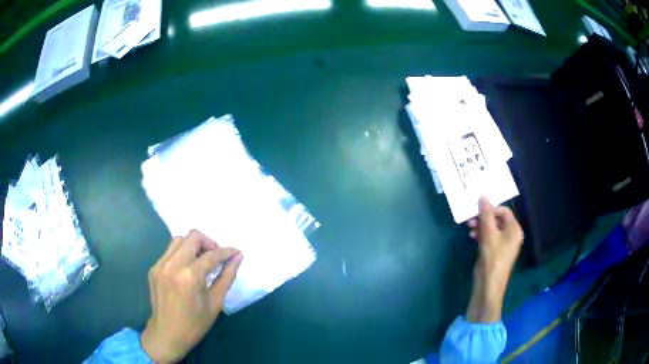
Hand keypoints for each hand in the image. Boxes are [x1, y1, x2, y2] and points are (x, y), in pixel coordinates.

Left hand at [140, 230, 242, 362]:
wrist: (167, 334)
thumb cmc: (195, 324)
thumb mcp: (215, 302)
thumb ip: (227, 277)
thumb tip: (238, 258)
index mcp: (189, 276)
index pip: (211, 255)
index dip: (226, 252)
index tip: (236, 252)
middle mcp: (172, 265)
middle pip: (192, 236)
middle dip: (208, 242)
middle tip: (216, 257)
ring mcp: (160, 265)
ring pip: (178, 240)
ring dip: (193, 245)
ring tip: (201, 260)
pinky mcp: (154, 268)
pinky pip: (169, 251)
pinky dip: (181, 254)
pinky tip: (187, 269)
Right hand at [466, 197, 522, 321]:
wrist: (489, 285)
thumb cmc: (492, 257)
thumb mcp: (488, 234)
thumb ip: (486, 214)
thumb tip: (483, 196)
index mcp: (514, 229)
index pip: (504, 211)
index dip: (491, 209)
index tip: (477, 211)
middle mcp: (511, 235)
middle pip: (497, 219)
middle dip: (483, 218)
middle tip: (470, 220)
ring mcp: (504, 244)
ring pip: (492, 229)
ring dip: (481, 226)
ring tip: (469, 229)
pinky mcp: (496, 252)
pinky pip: (490, 238)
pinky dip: (481, 235)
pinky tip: (472, 237)